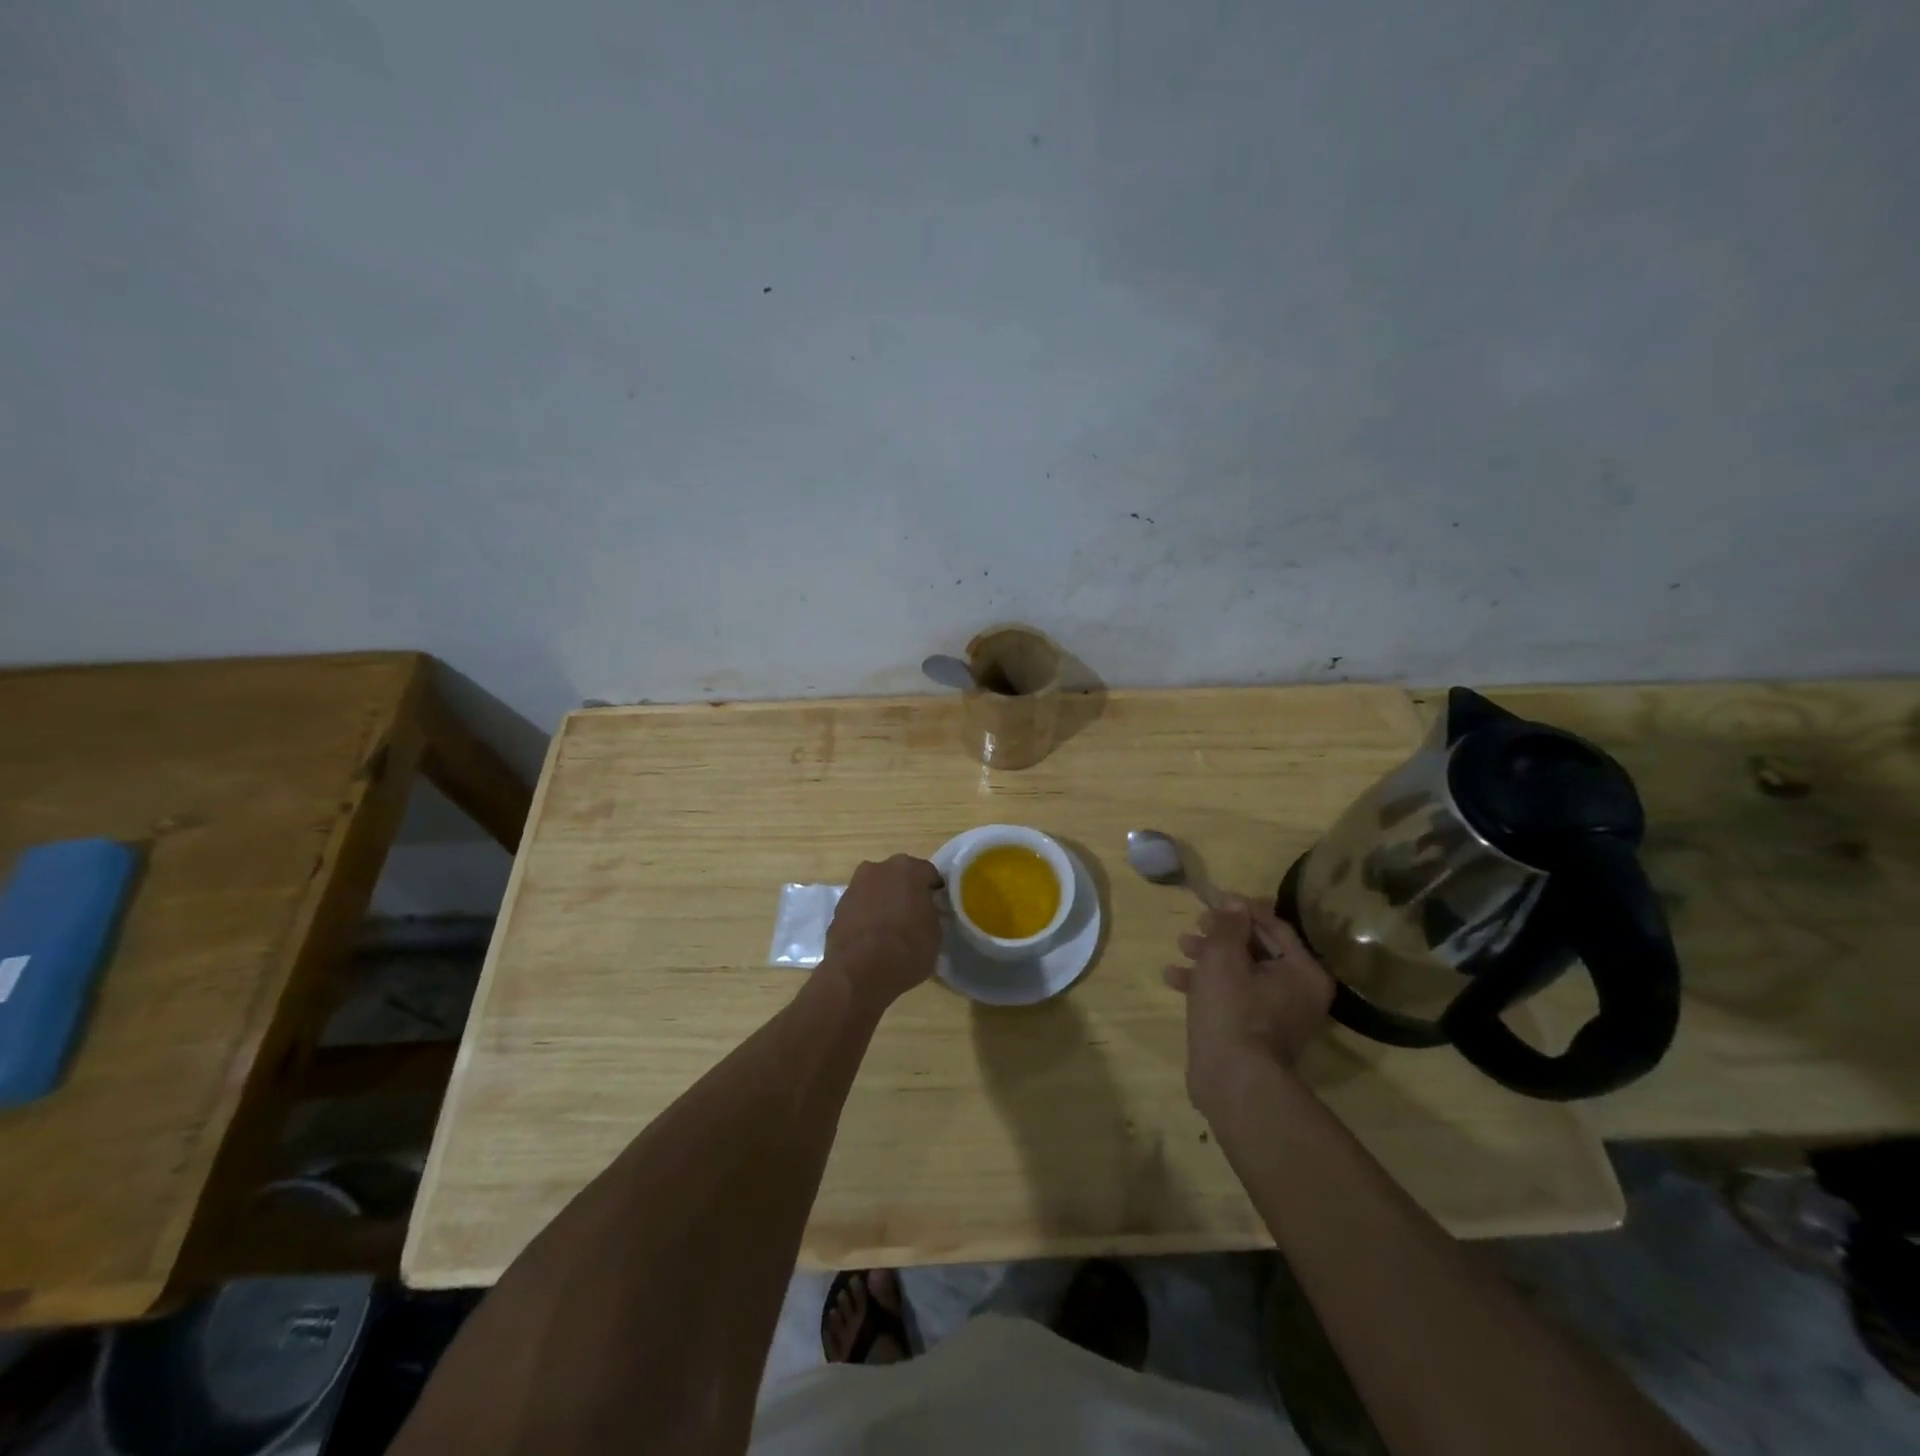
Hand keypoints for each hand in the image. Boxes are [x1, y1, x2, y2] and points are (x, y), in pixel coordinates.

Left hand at [824, 854, 943, 1011]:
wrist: (858, 973)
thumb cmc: (907, 948)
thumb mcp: (936, 933)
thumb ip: (931, 912)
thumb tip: (924, 910)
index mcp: (908, 868)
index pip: (928, 874)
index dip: (933, 891)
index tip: (937, 908)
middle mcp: (879, 868)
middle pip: (898, 877)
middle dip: (906, 892)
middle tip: (914, 916)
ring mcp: (854, 886)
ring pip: (876, 890)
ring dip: (884, 902)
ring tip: (891, 930)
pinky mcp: (838, 907)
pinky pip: (860, 907)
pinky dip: (866, 917)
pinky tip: (872, 939)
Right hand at [1164, 896, 1334, 1107]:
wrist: (1232, 1082)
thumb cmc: (1233, 1011)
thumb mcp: (1224, 957)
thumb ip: (1228, 925)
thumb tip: (1234, 904)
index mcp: (1304, 972)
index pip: (1274, 926)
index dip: (1242, 909)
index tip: (1214, 900)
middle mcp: (1299, 993)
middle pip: (1257, 949)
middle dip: (1222, 934)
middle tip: (1196, 924)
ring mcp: (1278, 1016)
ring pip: (1241, 973)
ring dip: (1209, 957)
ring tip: (1180, 946)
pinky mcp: (1254, 1034)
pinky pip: (1232, 998)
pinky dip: (1207, 986)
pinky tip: (1173, 979)